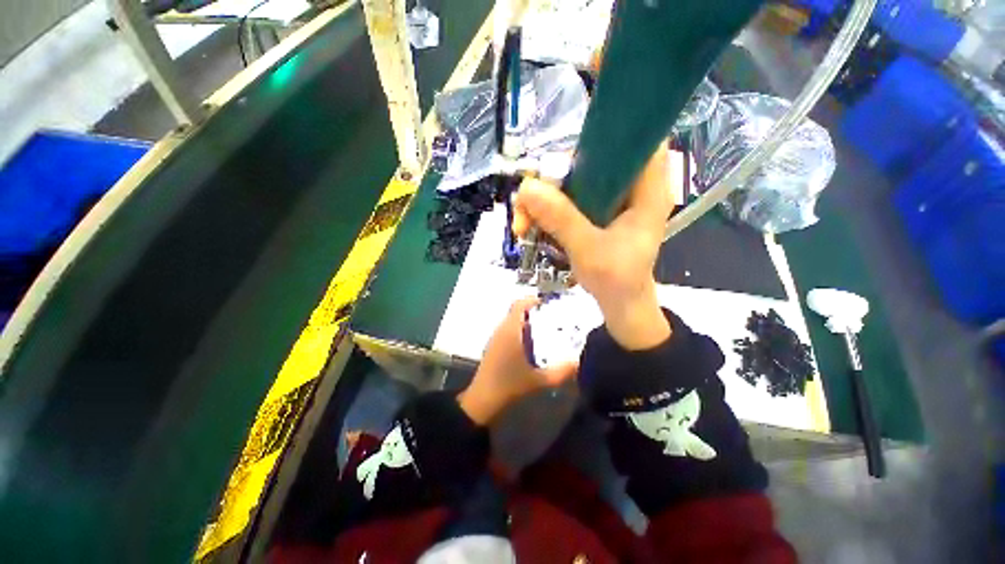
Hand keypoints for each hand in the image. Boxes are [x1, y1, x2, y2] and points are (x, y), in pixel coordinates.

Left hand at [458, 297, 578, 424]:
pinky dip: (520, 333)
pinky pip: (509, 333)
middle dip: (534, 313)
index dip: (532, 300)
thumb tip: (579, 362)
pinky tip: (532, 347)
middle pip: (517, 313)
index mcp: (510, 331)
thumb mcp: (539, 380)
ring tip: (546, 331)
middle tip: (553, 318)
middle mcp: (501, 330)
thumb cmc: (509, 385)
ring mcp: (495, 340)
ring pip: (512, 323)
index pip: (518, 305)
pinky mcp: (493, 349)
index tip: (547, 302)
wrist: (483, 402)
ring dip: (527, 324)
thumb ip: (561, 372)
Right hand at [512, 149, 676, 349]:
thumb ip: (562, 220)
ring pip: (571, 180)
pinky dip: (544, 209)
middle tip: (527, 200)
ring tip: (521, 224)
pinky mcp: (592, 212)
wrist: (619, 304)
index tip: (572, 144)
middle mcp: (628, 187)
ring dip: (541, 197)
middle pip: (591, 158)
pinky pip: (564, 198)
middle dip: (554, 175)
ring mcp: (608, 199)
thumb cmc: (617, 282)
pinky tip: (529, 226)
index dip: (611, 128)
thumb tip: (526, 186)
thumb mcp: (589, 251)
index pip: (639, 137)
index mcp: (647, 190)